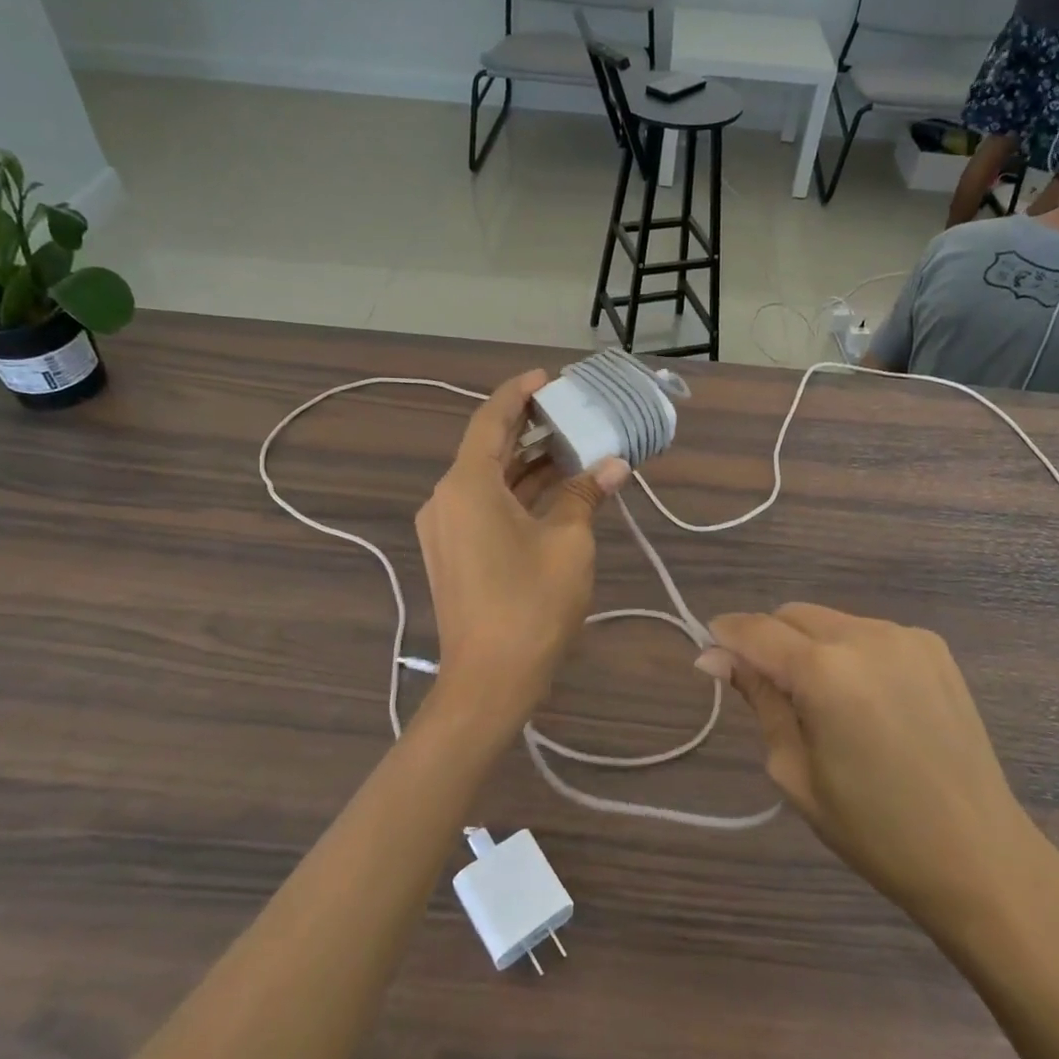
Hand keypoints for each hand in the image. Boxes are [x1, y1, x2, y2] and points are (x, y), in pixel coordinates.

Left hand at [415, 370, 628, 719]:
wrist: (489, 681)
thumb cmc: (531, 604)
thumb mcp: (568, 543)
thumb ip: (585, 496)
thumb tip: (613, 467)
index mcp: (467, 485)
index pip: (491, 420)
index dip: (518, 393)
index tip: (547, 377)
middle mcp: (447, 499)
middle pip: (488, 448)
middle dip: (528, 427)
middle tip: (568, 409)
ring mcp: (446, 529)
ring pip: (488, 480)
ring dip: (527, 463)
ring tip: (571, 445)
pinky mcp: (454, 554)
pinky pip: (485, 507)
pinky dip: (518, 493)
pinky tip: (554, 489)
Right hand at [700, 605, 1058, 949]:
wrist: (980, 857)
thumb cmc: (874, 830)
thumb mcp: (795, 771)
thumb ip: (759, 700)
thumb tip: (714, 657)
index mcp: (826, 672)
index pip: (755, 630)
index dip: (725, 637)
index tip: (710, 659)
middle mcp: (865, 636)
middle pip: (791, 615)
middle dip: (767, 641)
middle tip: (769, 693)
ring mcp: (905, 636)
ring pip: (829, 620)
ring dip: (808, 645)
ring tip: (822, 702)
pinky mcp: (933, 647)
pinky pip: (868, 632)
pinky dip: (849, 651)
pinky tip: (865, 699)